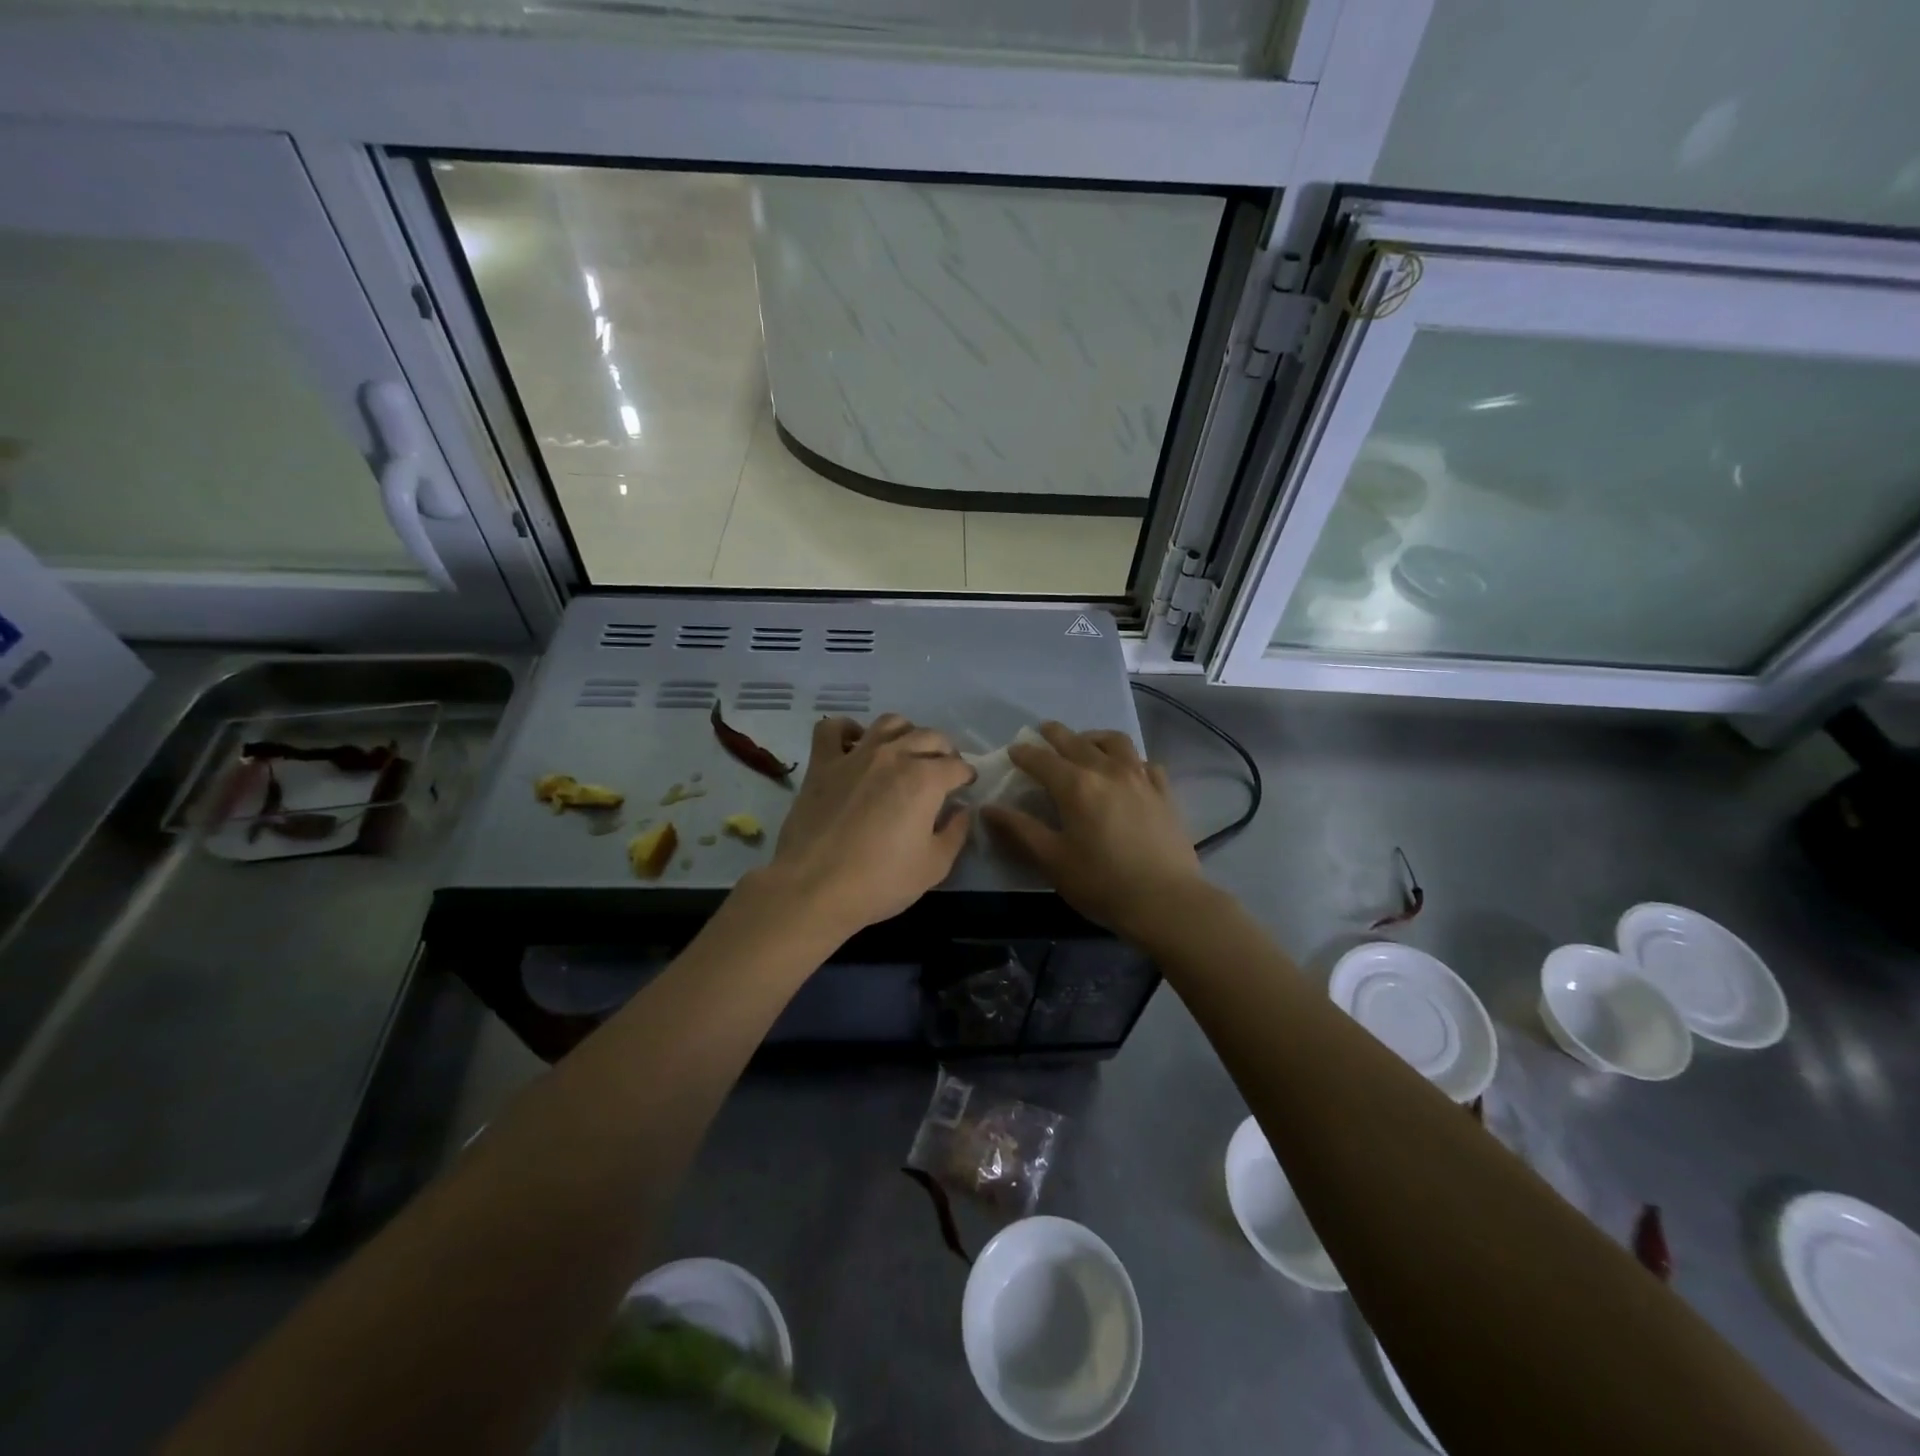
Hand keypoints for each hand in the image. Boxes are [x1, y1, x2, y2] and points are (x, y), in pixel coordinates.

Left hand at [761, 713, 974, 937]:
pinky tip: (855, 744)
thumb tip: (961, 810)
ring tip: (906, 751)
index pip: (957, 766)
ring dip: (905, 732)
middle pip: (929, 736)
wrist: (814, 888)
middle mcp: (893, 756)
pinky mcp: (822, 764)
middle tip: (942, 770)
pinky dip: (847, 730)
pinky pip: (832, 729)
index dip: (966, 776)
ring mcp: (855, 755)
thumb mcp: (934, 866)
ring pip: (888, 723)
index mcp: (925, 779)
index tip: (965, 787)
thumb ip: (955, 833)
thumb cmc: (880, 881)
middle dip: (944, 751)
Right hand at [981, 721, 1203, 940]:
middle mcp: (1108, 771)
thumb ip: (1019, 830)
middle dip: (1056, 734)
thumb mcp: (1052, 860)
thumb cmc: (1102, 883)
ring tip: (1085, 743)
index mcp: (1076, 786)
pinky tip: (1127, 770)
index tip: (1013, 750)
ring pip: (1115, 742)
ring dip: (1094, 737)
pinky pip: (1144, 762)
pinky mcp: (1164, 792)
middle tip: (1043, 731)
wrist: (1166, 901)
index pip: (1042, 760)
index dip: (1024, 753)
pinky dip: (1129, 759)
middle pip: (1077, 742)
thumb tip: (989, 808)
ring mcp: (1141, 778)